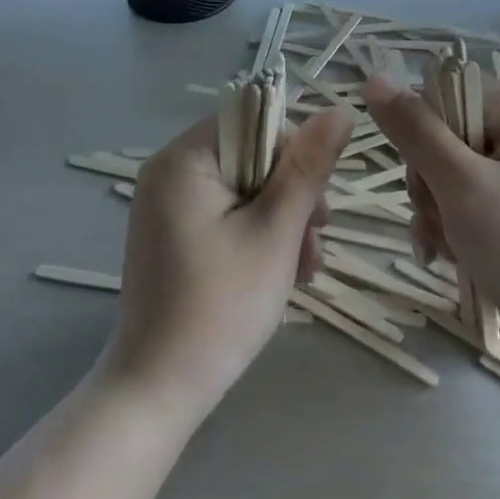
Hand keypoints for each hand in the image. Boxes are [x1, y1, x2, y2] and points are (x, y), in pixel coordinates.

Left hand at [98, 105, 353, 423]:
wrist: (158, 389)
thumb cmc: (220, 307)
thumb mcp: (275, 232)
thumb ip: (308, 167)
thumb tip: (341, 109)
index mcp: (184, 159)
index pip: (254, 122)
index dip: (294, 155)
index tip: (317, 206)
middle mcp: (168, 171)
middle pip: (251, 157)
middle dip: (291, 198)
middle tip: (314, 246)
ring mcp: (167, 204)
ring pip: (244, 188)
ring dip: (281, 221)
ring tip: (303, 270)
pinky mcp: (172, 232)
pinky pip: (225, 214)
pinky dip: (256, 235)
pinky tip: (280, 274)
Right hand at [364, 71, 499, 414]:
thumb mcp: (465, 187)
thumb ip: (416, 132)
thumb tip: (373, 79)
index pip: (445, 92)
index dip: (424, 129)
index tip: (428, 171)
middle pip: (439, 135)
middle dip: (428, 181)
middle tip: (445, 215)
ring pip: (440, 174)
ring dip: (433, 211)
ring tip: (451, 246)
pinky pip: (456, 204)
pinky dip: (445, 229)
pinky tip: (447, 258)